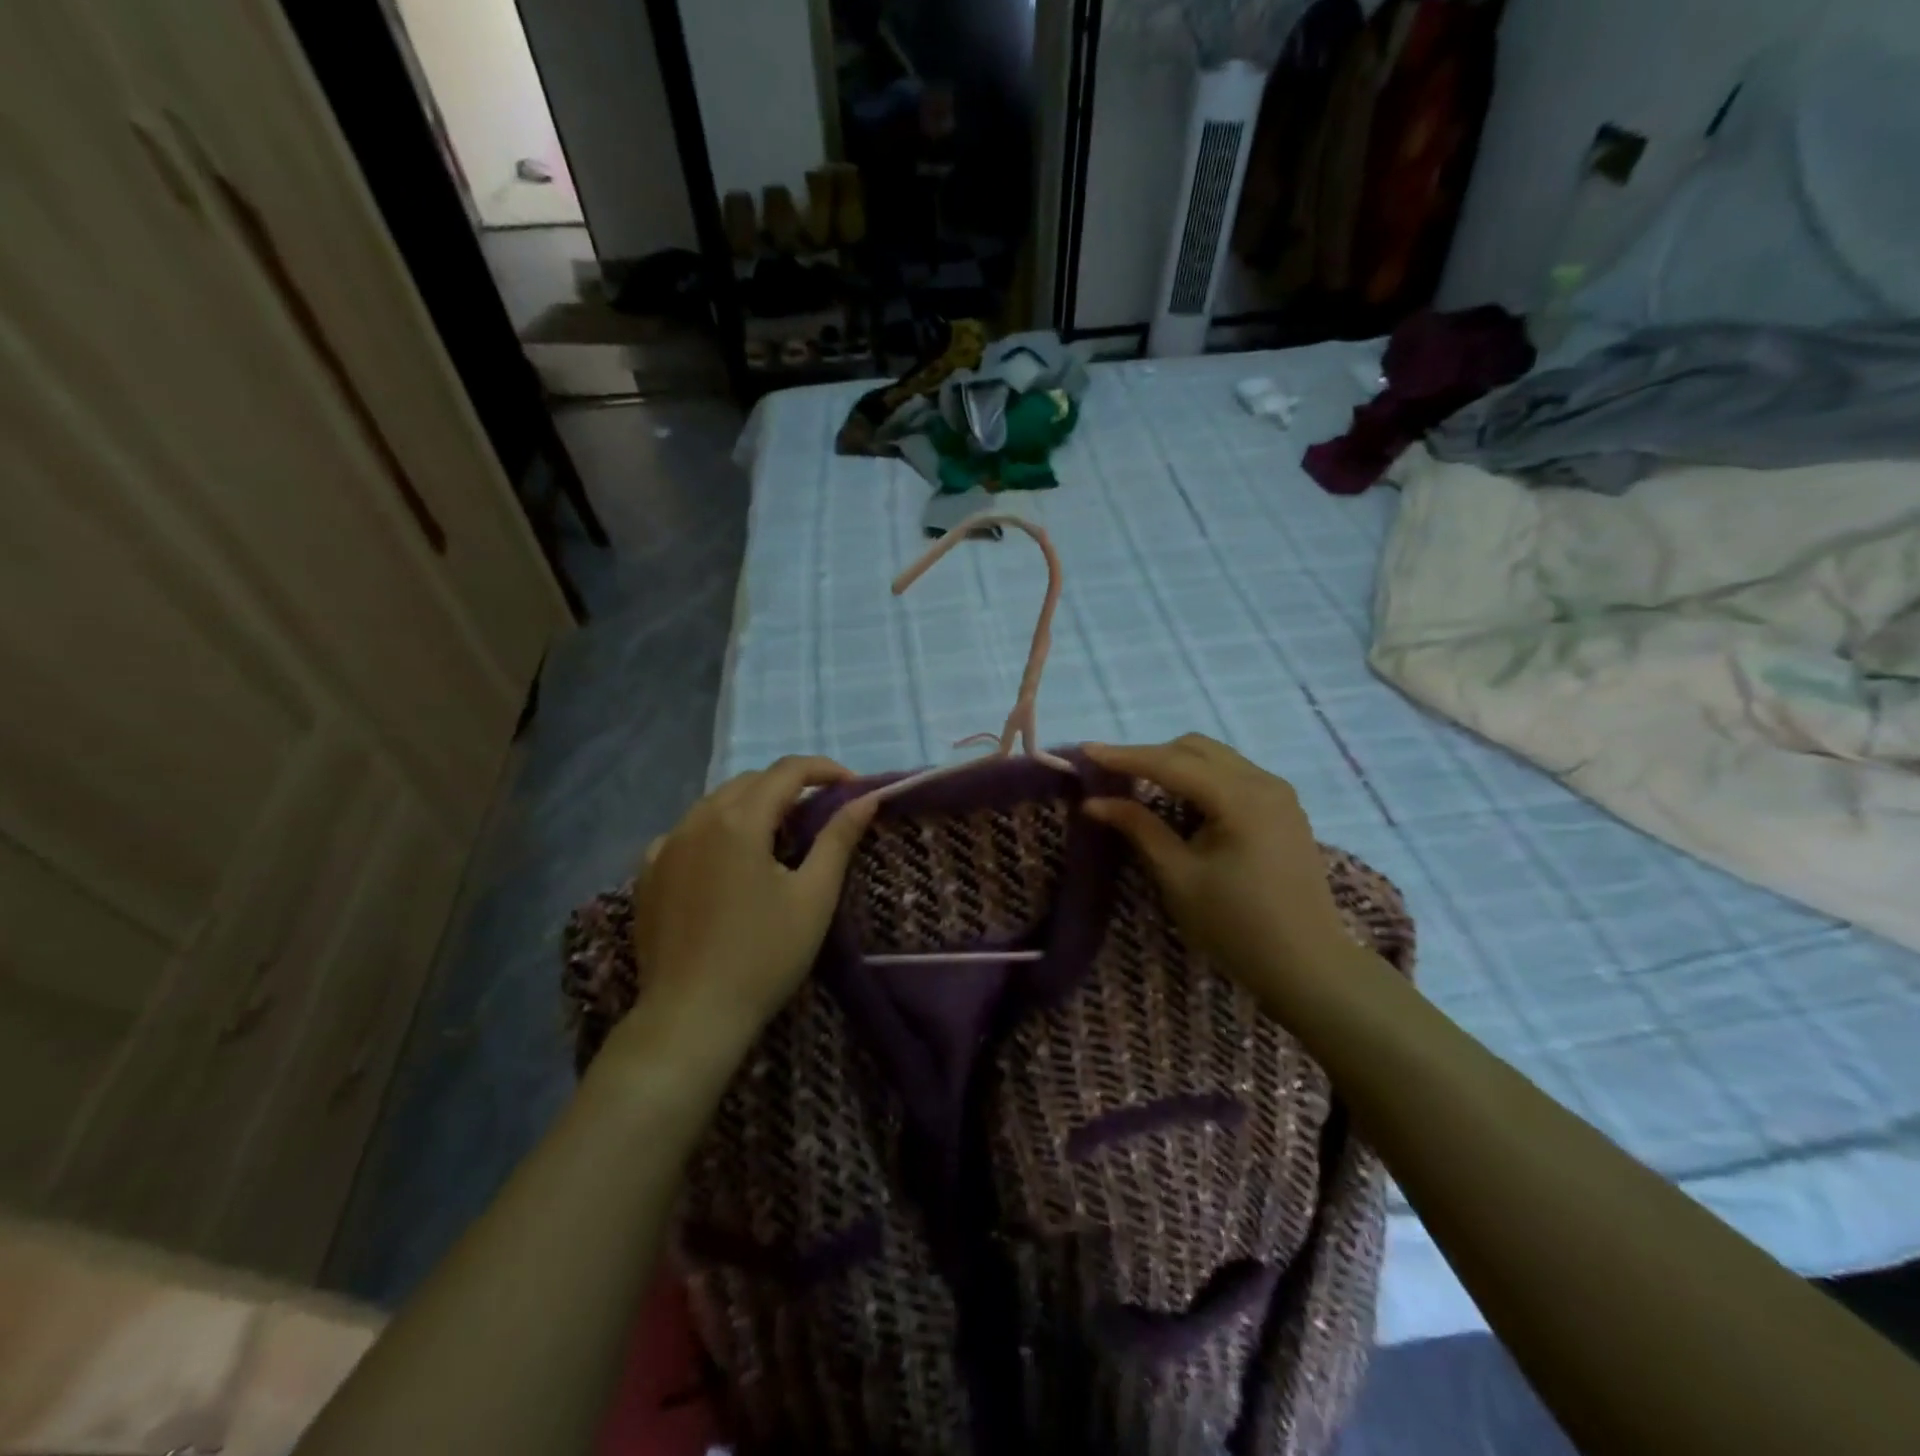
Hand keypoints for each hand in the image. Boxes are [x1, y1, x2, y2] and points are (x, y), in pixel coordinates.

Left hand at [621, 756, 877, 1054]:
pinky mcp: (649, 873)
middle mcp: (697, 820)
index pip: (788, 771)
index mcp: (739, 820)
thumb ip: (839, 838)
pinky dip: (717, 830)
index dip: (825, 770)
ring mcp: (666, 846)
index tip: (853, 786)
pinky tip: (728, 859)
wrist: (692, 1017)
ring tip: (780, 835)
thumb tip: (866, 799)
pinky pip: (687, 832)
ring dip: (753, 805)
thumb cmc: (764, 956)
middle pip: (751, 782)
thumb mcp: (814, 896)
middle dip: (790, 786)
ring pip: (716, 803)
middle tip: (822, 813)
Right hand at [1083, 736, 1354, 1003]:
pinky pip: (1233, 775)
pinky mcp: (1284, 809)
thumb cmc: (1236, 926)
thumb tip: (1094, 801)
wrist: (1308, 965)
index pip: (1171, 763)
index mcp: (1240, 798)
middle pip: (1195, 749)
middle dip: (1150, 756)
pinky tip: (1181, 801)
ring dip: (1176, 765)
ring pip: (1216, 758)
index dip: (1125, 756)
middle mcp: (1264, 782)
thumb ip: (1139, 828)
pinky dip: (1200, 778)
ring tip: (1139, 785)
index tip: (1085, 751)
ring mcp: (1279, 794)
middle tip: (1111, 774)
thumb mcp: (1179, 877)